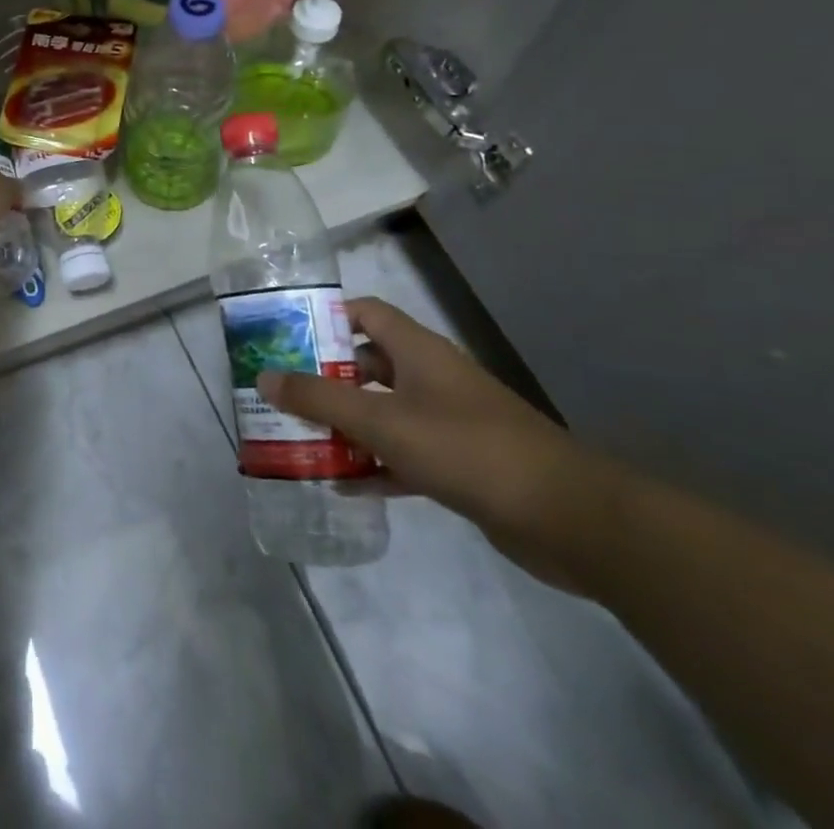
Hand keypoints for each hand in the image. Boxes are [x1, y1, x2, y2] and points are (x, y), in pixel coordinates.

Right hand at [258, 298, 618, 585]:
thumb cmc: (467, 449)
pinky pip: (402, 454)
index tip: (284, 337)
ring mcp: (447, 421)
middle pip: (366, 364)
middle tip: (281, 393)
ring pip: (382, 411)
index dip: (324, 318)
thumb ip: (320, 400)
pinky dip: (373, 465)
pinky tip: (342, 484)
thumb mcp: (383, 421)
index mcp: (417, 351)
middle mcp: (430, 377)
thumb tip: (264, 377)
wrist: (570, 519)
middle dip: (323, 378)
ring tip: (299, 437)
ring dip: (345, 425)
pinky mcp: (459, 463)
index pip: (363, 313)